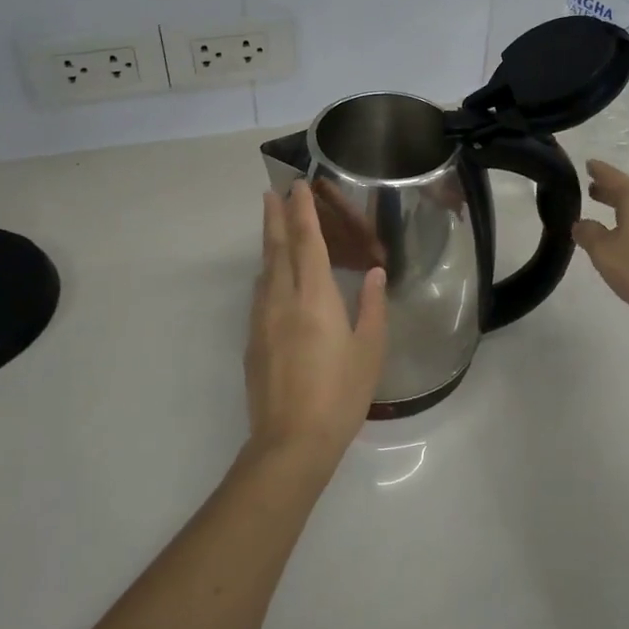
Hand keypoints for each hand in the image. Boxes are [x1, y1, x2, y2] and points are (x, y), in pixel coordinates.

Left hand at [245, 183, 387, 462]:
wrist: (290, 441)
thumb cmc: (340, 395)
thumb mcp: (369, 350)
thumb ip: (372, 307)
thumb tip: (375, 274)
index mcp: (315, 297)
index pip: (307, 242)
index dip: (301, 212)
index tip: (295, 186)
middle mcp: (282, 299)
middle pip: (277, 249)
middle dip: (275, 217)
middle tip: (271, 192)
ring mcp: (262, 320)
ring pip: (264, 270)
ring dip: (268, 243)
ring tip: (272, 226)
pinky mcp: (253, 341)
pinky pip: (260, 294)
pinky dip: (266, 274)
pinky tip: (271, 278)